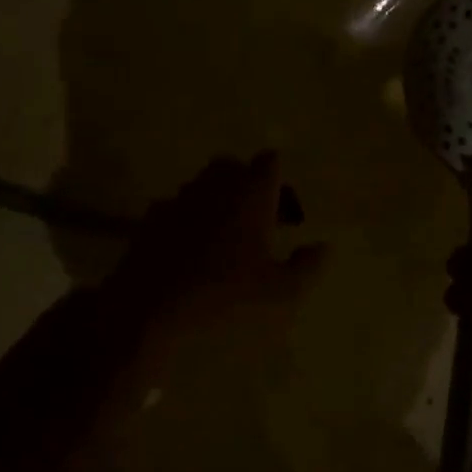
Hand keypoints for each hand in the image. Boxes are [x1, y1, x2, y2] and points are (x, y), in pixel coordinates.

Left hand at [99, 153, 327, 350]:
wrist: (148, 309)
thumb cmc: (223, 296)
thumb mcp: (279, 292)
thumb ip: (307, 266)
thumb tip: (324, 246)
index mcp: (250, 193)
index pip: (270, 162)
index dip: (280, 183)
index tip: (286, 217)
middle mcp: (214, 186)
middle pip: (233, 167)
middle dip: (246, 186)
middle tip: (257, 223)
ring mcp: (179, 199)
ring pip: (203, 185)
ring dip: (217, 202)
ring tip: (225, 240)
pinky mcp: (151, 218)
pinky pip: (177, 208)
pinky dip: (188, 221)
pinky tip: (190, 253)